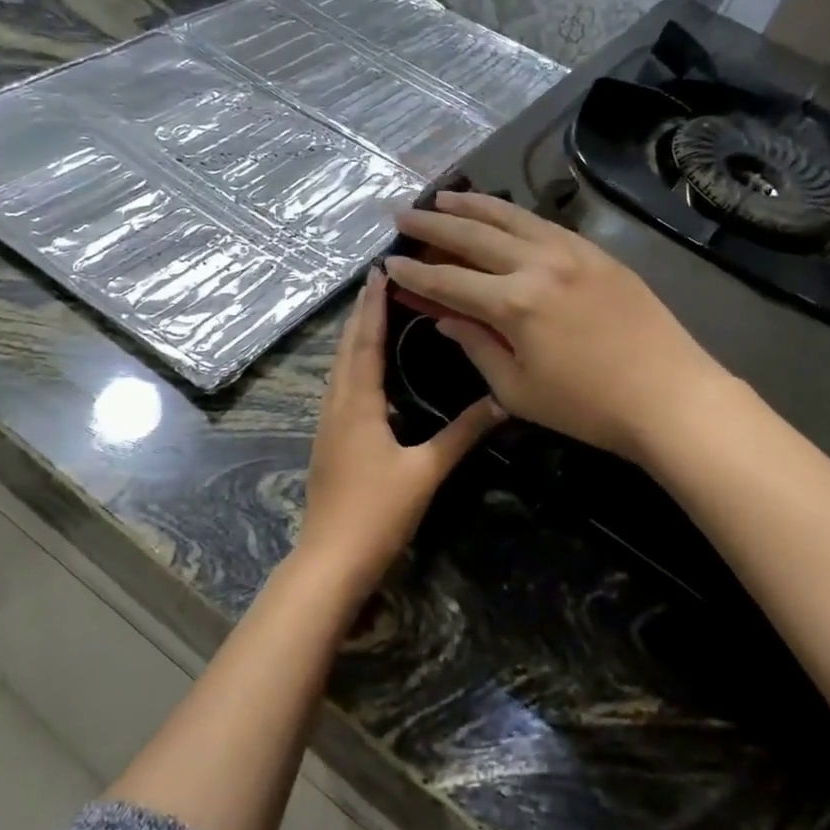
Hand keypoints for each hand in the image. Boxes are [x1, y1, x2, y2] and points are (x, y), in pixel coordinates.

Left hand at [296, 268, 503, 591]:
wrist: (331, 559)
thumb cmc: (377, 513)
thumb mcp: (425, 472)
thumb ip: (462, 434)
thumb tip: (501, 402)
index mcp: (357, 404)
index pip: (364, 342)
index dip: (372, 306)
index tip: (379, 271)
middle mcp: (336, 405)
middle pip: (346, 348)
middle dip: (361, 313)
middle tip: (379, 281)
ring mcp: (327, 424)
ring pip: (339, 367)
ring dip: (354, 336)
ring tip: (374, 313)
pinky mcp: (328, 441)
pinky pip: (339, 387)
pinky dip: (352, 364)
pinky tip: (367, 370)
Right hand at [388, 191, 728, 462]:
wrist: (670, 396)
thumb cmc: (588, 407)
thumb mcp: (517, 389)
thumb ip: (476, 346)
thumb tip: (445, 319)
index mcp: (514, 303)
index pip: (448, 281)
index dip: (414, 274)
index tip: (389, 263)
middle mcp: (538, 264)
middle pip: (472, 235)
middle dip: (432, 225)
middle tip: (401, 215)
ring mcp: (572, 251)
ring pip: (510, 216)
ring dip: (471, 205)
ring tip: (442, 197)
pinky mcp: (597, 252)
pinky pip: (544, 224)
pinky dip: (513, 214)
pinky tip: (500, 214)